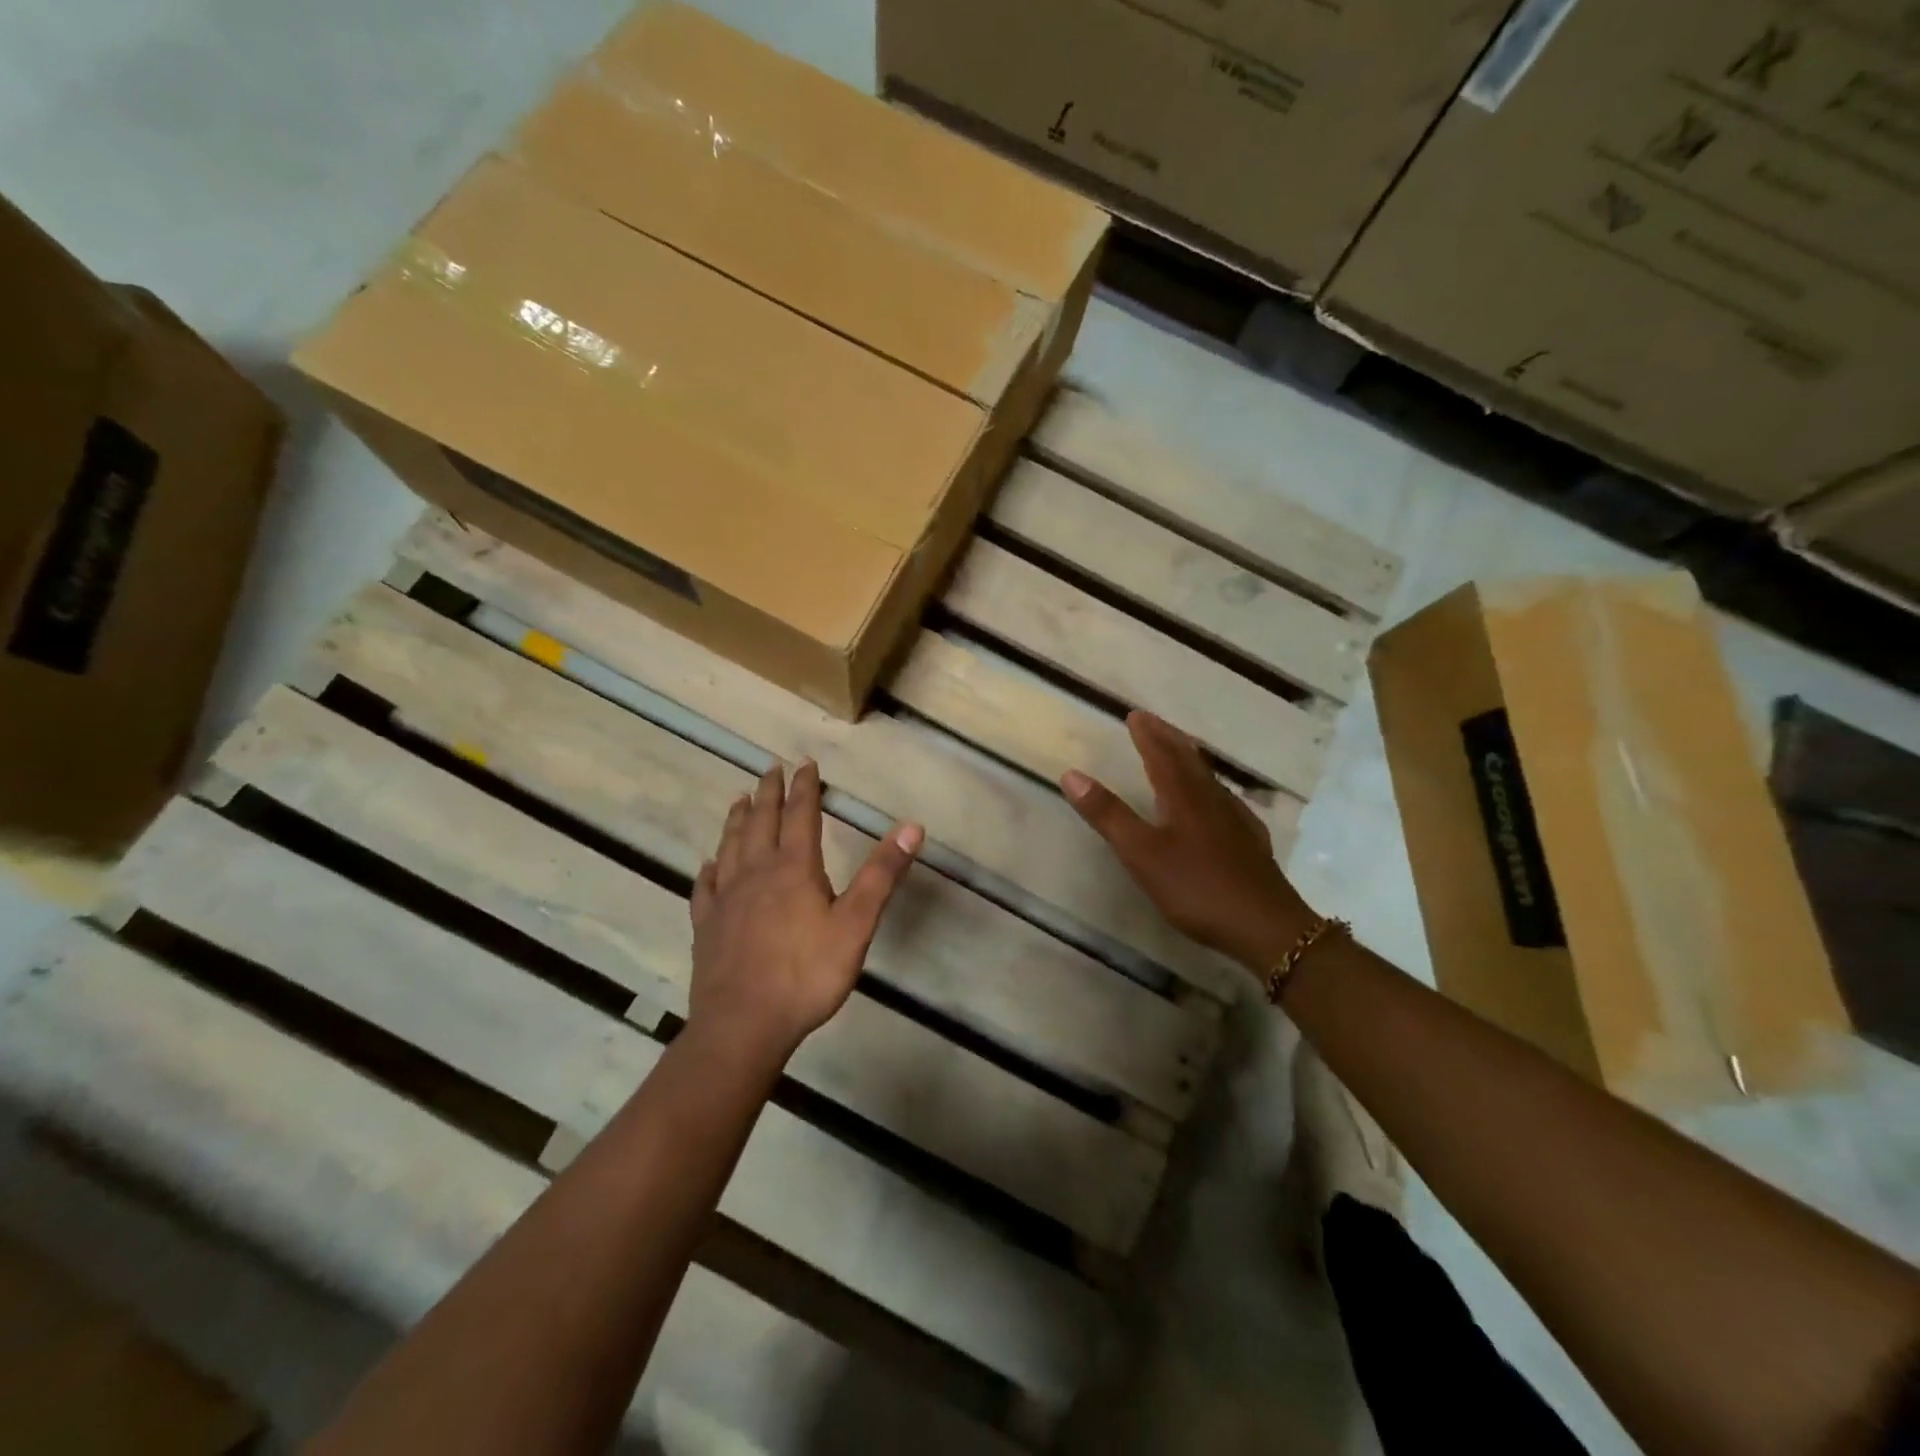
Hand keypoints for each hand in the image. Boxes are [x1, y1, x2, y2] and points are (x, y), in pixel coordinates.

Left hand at [690, 760, 923, 1058]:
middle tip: (769, 768)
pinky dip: (709, 869)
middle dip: (769, 793)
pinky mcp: (707, 926)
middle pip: (761, 823)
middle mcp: (756, 873)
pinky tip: (708, 866)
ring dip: (737, 820)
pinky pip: (705, 887)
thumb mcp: (856, 924)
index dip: (805, 788)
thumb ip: (882, 874)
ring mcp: (726, 899)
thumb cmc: (807, 974)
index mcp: (794, 868)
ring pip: (730, 847)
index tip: (805, 764)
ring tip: (739, 800)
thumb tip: (912, 826)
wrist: (743, 1024)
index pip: (801, 816)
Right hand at [1062, 711, 1314, 975]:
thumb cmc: (1196, 888)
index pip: (1162, 756)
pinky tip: (1217, 803)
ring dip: (1190, 759)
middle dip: (1169, 739)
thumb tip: (1071, 774)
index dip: (1147, 735)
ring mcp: (1236, 821)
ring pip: (1210, 779)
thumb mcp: (1141, 854)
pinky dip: (1212, 789)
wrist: (1265, 926)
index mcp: (1183, 798)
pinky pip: (1227, 801)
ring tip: (1180, 750)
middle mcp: (1211, 800)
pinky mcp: (1251, 843)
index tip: (1135, 715)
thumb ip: (1108, 815)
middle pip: (1189, 760)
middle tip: (1154, 722)